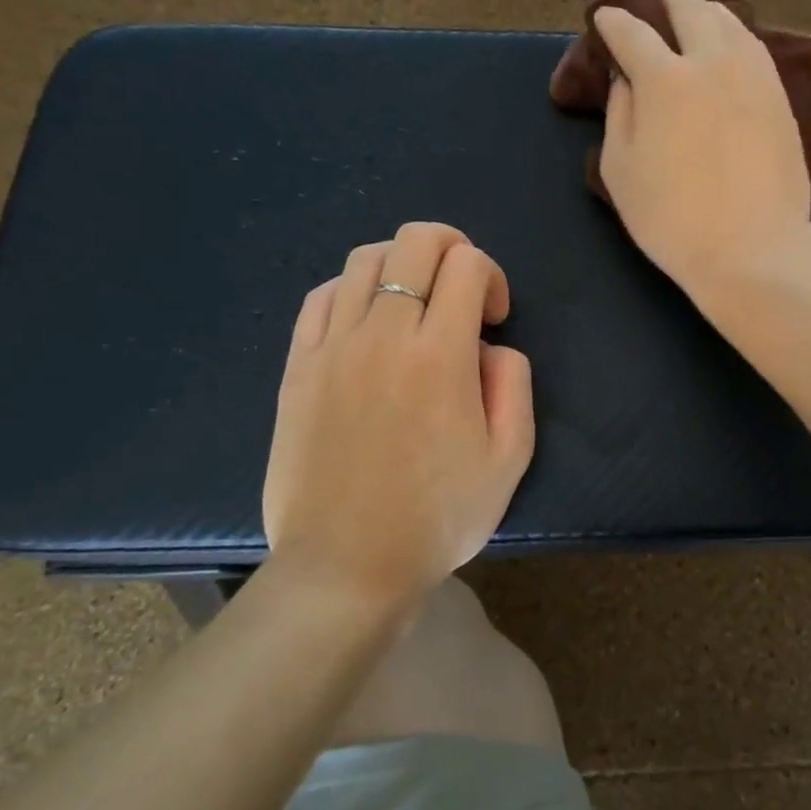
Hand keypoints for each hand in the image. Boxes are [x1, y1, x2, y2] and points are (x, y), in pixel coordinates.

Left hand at [261, 222, 534, 607]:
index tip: (495, 318)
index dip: (492, 276)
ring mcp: (333, 347)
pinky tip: (369, 323)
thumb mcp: (510, 457)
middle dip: (452, 247)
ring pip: (366, 260)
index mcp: (441, 355)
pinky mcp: (298, 366)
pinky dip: (355, 290)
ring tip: (416, 307)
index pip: (468, 264)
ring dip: (403, 266)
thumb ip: (513, 382)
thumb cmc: (438, 517)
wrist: (347, 567)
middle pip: (415, 241)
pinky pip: (323, 296)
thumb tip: (487, 347)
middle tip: (463, 290)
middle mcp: (384, 335)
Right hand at [595, 0, 810, 295]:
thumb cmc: (673, 219)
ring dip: (703, 17)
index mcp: (665, 78)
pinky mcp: (781, 96)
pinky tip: (727, 60)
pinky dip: (733, 41)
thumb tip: (627, 80)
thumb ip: (619, 114)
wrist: (753, 250)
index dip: (612, 21)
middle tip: (652, 20)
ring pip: (729, 20)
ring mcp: (754, 75)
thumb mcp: (621, 171)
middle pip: (688, 7)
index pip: (632, 31)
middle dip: (663, 5)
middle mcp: (713, 61)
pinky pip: (754, 48)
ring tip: (692, 34)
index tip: (605, 19)